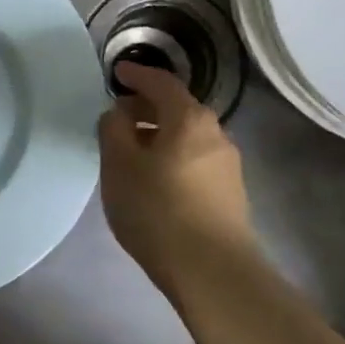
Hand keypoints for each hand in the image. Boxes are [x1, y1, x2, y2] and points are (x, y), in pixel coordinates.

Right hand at [99, 62, 253, 285]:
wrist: (212, 271)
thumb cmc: (158, 209)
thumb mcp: (119, 165)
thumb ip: (114, 130)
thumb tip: (119, 114)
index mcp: (188, 119)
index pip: (161, 83)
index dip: (137, 75)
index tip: (118, 73)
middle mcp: (215, 134)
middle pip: (178, 109)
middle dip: (147, 107)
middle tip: (119, 115)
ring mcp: (227, 165)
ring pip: (187, 137)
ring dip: (159, 136)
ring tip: (132, 151)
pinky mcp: (230, 194)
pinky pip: (194, 160)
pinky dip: (172, 157)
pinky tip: (155, 179)